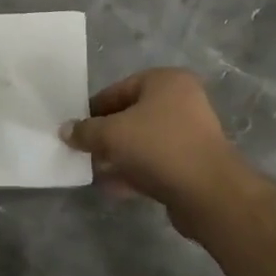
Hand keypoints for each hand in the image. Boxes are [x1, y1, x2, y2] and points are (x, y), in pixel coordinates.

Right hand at [61, 68, 251, 235]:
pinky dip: (135, 172)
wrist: (209, 193)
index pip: (119, 89)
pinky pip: (155, 163)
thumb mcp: (112, 134)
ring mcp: (190, 134)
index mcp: (166, 81)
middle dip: (106, 135)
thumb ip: (85, 131)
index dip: (93, 109)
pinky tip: (113, 188)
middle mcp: (182, 101)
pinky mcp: (192, 164)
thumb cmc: (159, 147)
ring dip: (118, 156)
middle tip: (83, 151)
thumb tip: (65, 130)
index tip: (75, 128)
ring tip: (94, 171)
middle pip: (132, 115)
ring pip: (143, 141)